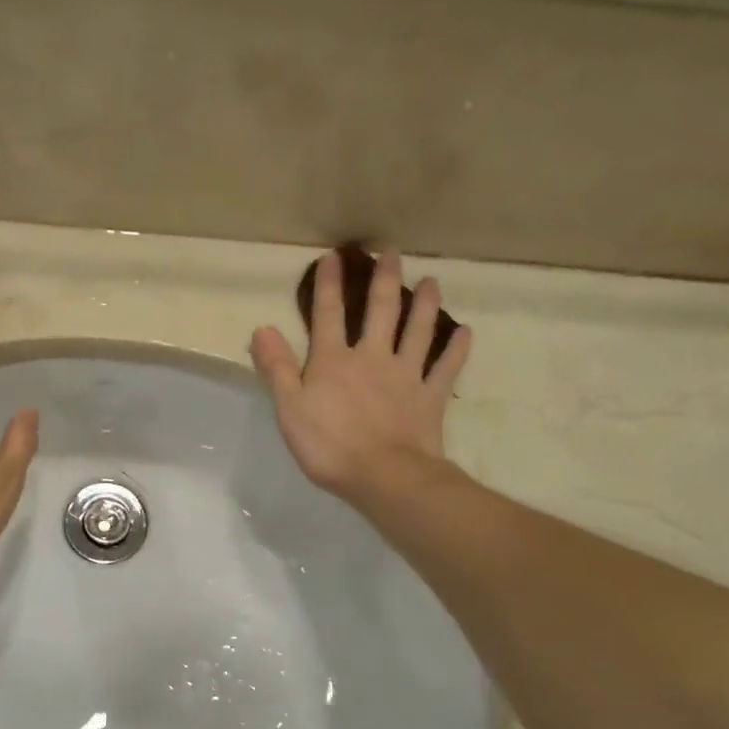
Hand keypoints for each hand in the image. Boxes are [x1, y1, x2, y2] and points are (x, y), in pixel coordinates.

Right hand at [249, 250, 469, 506]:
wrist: (385, 476)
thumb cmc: (330, 446)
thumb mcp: (290, 409)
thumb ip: (277, 368)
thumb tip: (262, 328)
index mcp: (334, 361)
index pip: (328, 314)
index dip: (329, 284)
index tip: (334, 255)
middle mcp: (372, 357)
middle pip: (380, 311)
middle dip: (384, 280)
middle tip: (392, 252)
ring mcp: (406, 375)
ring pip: (418, 331)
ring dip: (425, 305)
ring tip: (432, 281)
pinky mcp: (430, 397)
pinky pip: (446, 368)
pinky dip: (457, 349)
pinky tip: (465, 332)